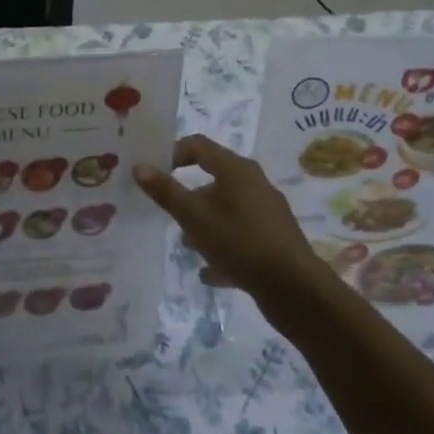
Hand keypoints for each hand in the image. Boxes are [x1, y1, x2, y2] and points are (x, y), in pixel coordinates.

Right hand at [132, 135, 326, 306]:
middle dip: (189, 195)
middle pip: (214, 178)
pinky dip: (224, 245)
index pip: (198, 145)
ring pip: (228, 208)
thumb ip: (165, 191)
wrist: (294, 287)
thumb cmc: (238, 241)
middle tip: (169, 212)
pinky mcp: (275, 238)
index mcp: (235, 168)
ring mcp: (267, 210)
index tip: (156, 174)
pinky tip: (211, 271)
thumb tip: (139, 166)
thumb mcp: (193, 216)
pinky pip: (241, 234)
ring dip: (206, 222)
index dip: (173, 153)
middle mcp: (254, 182)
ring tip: (188, 244)